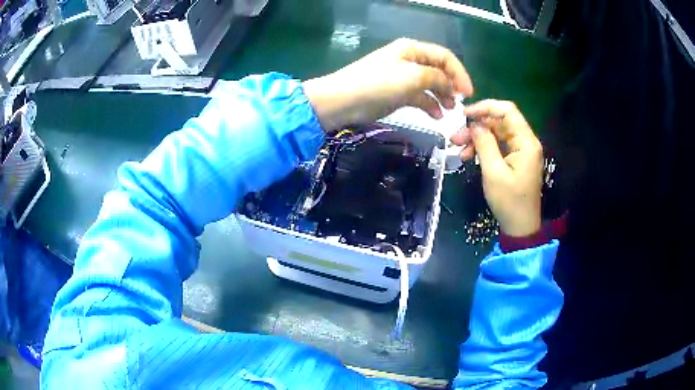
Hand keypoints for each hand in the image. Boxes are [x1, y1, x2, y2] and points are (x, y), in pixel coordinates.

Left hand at [303, 38, 472, 130]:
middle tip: (459, 104)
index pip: (445, 57)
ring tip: (450, 111)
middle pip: (439, 71)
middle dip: (451, 86)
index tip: (469, 93)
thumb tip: (451, 85)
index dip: (459, 73)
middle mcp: (410, 60)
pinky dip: (429, 105)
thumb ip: (437, 78)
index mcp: (413, 50)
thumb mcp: (412, 76)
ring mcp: (403, 78)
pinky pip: (419, 97)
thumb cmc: (378, 84)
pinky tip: (436, 116)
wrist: (343, 101)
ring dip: (442, 97)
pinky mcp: (397, 94)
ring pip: (431, 85)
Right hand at [451, 100, 542, 236]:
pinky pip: (498, 146)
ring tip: (458, 149)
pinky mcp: (516, 160)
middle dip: (477, 126)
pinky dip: (484, 148)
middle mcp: (526, 142)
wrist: (520, 227)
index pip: (507, 110)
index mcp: (526, 142)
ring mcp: (521, 151)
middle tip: (455, 137)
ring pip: (497, 133)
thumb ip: (484, 143)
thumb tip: (474, 124)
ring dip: (477, 138)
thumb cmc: (509, 201)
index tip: (464, 115)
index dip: (485, 107)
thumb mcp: (493, 172)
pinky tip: (468, 156)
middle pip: (500, 122)